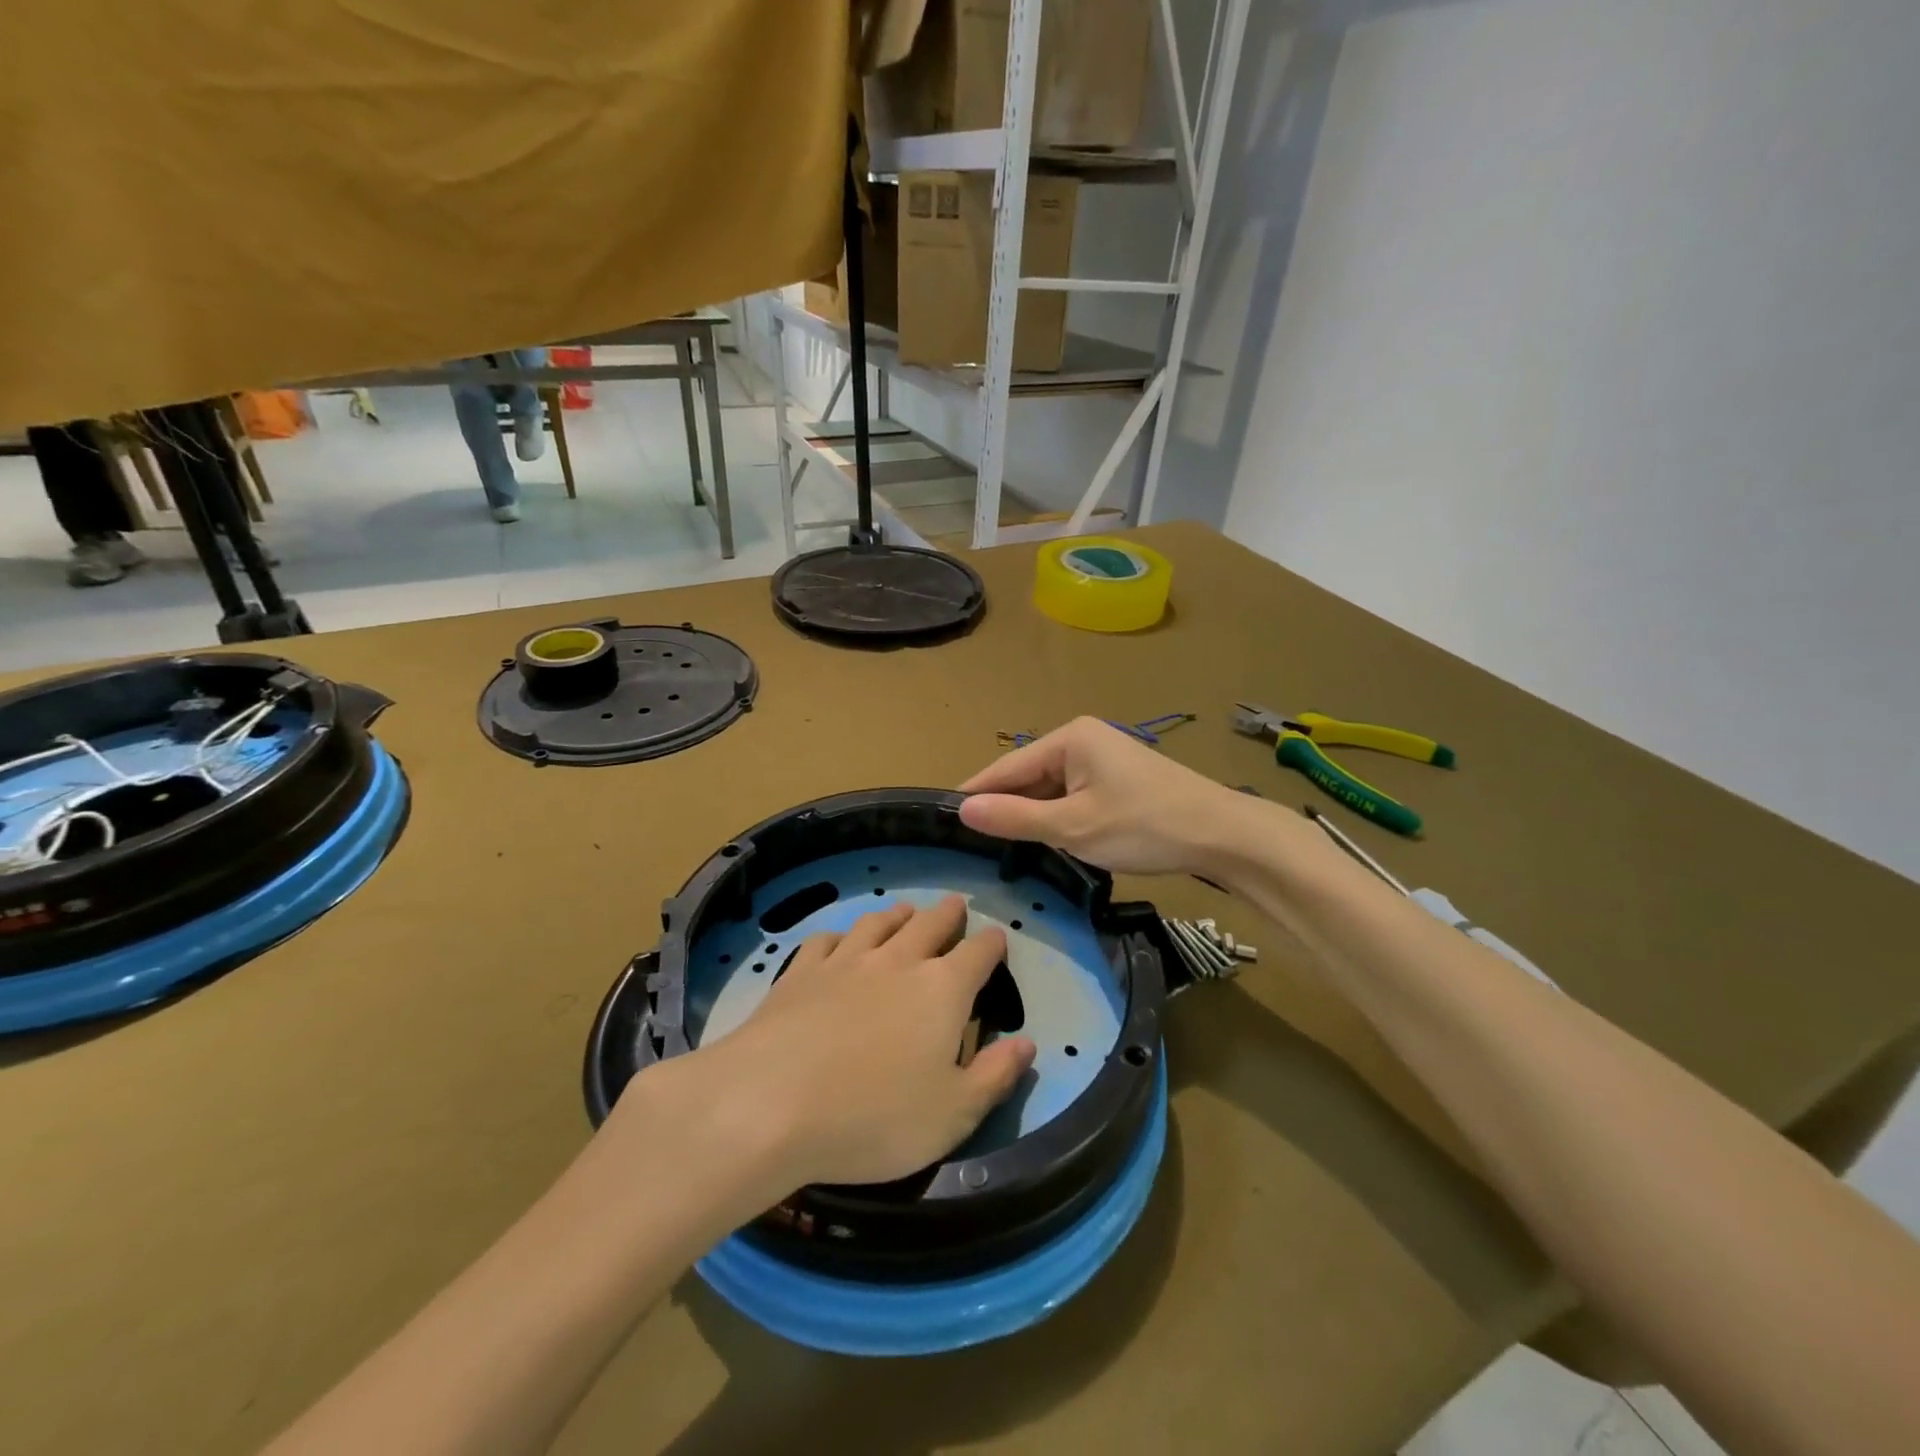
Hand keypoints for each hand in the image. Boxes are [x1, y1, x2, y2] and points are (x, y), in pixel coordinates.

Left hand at [700, 896, 1035, 1188]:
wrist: (770, 1103)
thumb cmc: (874, 1117)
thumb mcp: (953, 1114)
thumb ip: (995, 1076)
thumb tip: (1027, 1044)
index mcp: (942, 990)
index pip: (978, 954)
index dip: (992, 943)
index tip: (997, 937)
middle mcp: (897, 962)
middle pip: (929, 925)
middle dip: (948, 914)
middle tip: (955, 904)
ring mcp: (845, 962)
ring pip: (878, 924)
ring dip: (896, 915)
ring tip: (905, 911)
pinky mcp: (800, 973)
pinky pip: (825, 940)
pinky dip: (839, 936)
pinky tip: (837, 942)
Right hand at [959, 717, 1255, 876]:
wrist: (1222, 834)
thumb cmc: (1143, 825)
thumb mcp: (1073, 827)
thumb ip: (1015, 818)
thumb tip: (963, 809)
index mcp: (1069, 738)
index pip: (1007, 766)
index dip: (976, 792)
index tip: (944, 816)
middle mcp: (1083, 738)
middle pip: (1029, 775)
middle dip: (1006, 806)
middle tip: (972, 841)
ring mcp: (1104, 757)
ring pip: (1052, 788)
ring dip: (1033, 814)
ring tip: (1002, 845)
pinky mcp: (1119, 778)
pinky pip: (1074, 794)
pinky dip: (1059, 816)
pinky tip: (1048, 839)